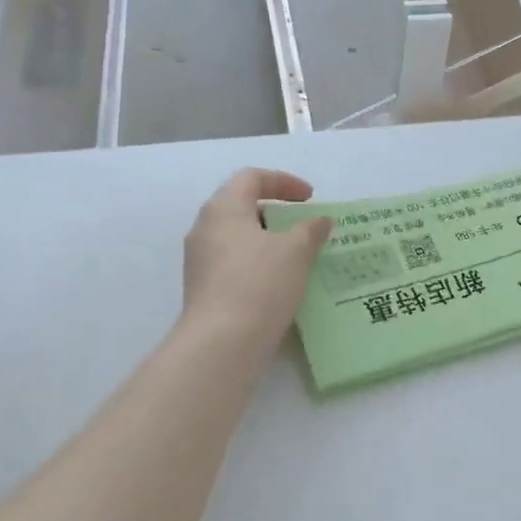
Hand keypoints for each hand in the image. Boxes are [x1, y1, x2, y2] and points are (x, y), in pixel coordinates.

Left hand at [180, 169, 332, 354]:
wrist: (222, 342)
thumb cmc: (260, 283)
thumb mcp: (296, 251)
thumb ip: (311, 230)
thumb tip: (320, 220)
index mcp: (223, 208)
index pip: (251, 178)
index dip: (283, 181)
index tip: (310, 198)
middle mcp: (205, 228)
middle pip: (241, 206)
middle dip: (275, 213)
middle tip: (303, 227)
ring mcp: (200, 261)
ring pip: (237, 238)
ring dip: (267, 242)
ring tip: (297, 258)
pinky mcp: (203, 289)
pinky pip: (234, 265)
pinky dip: (258, 265)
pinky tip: (280, 284)